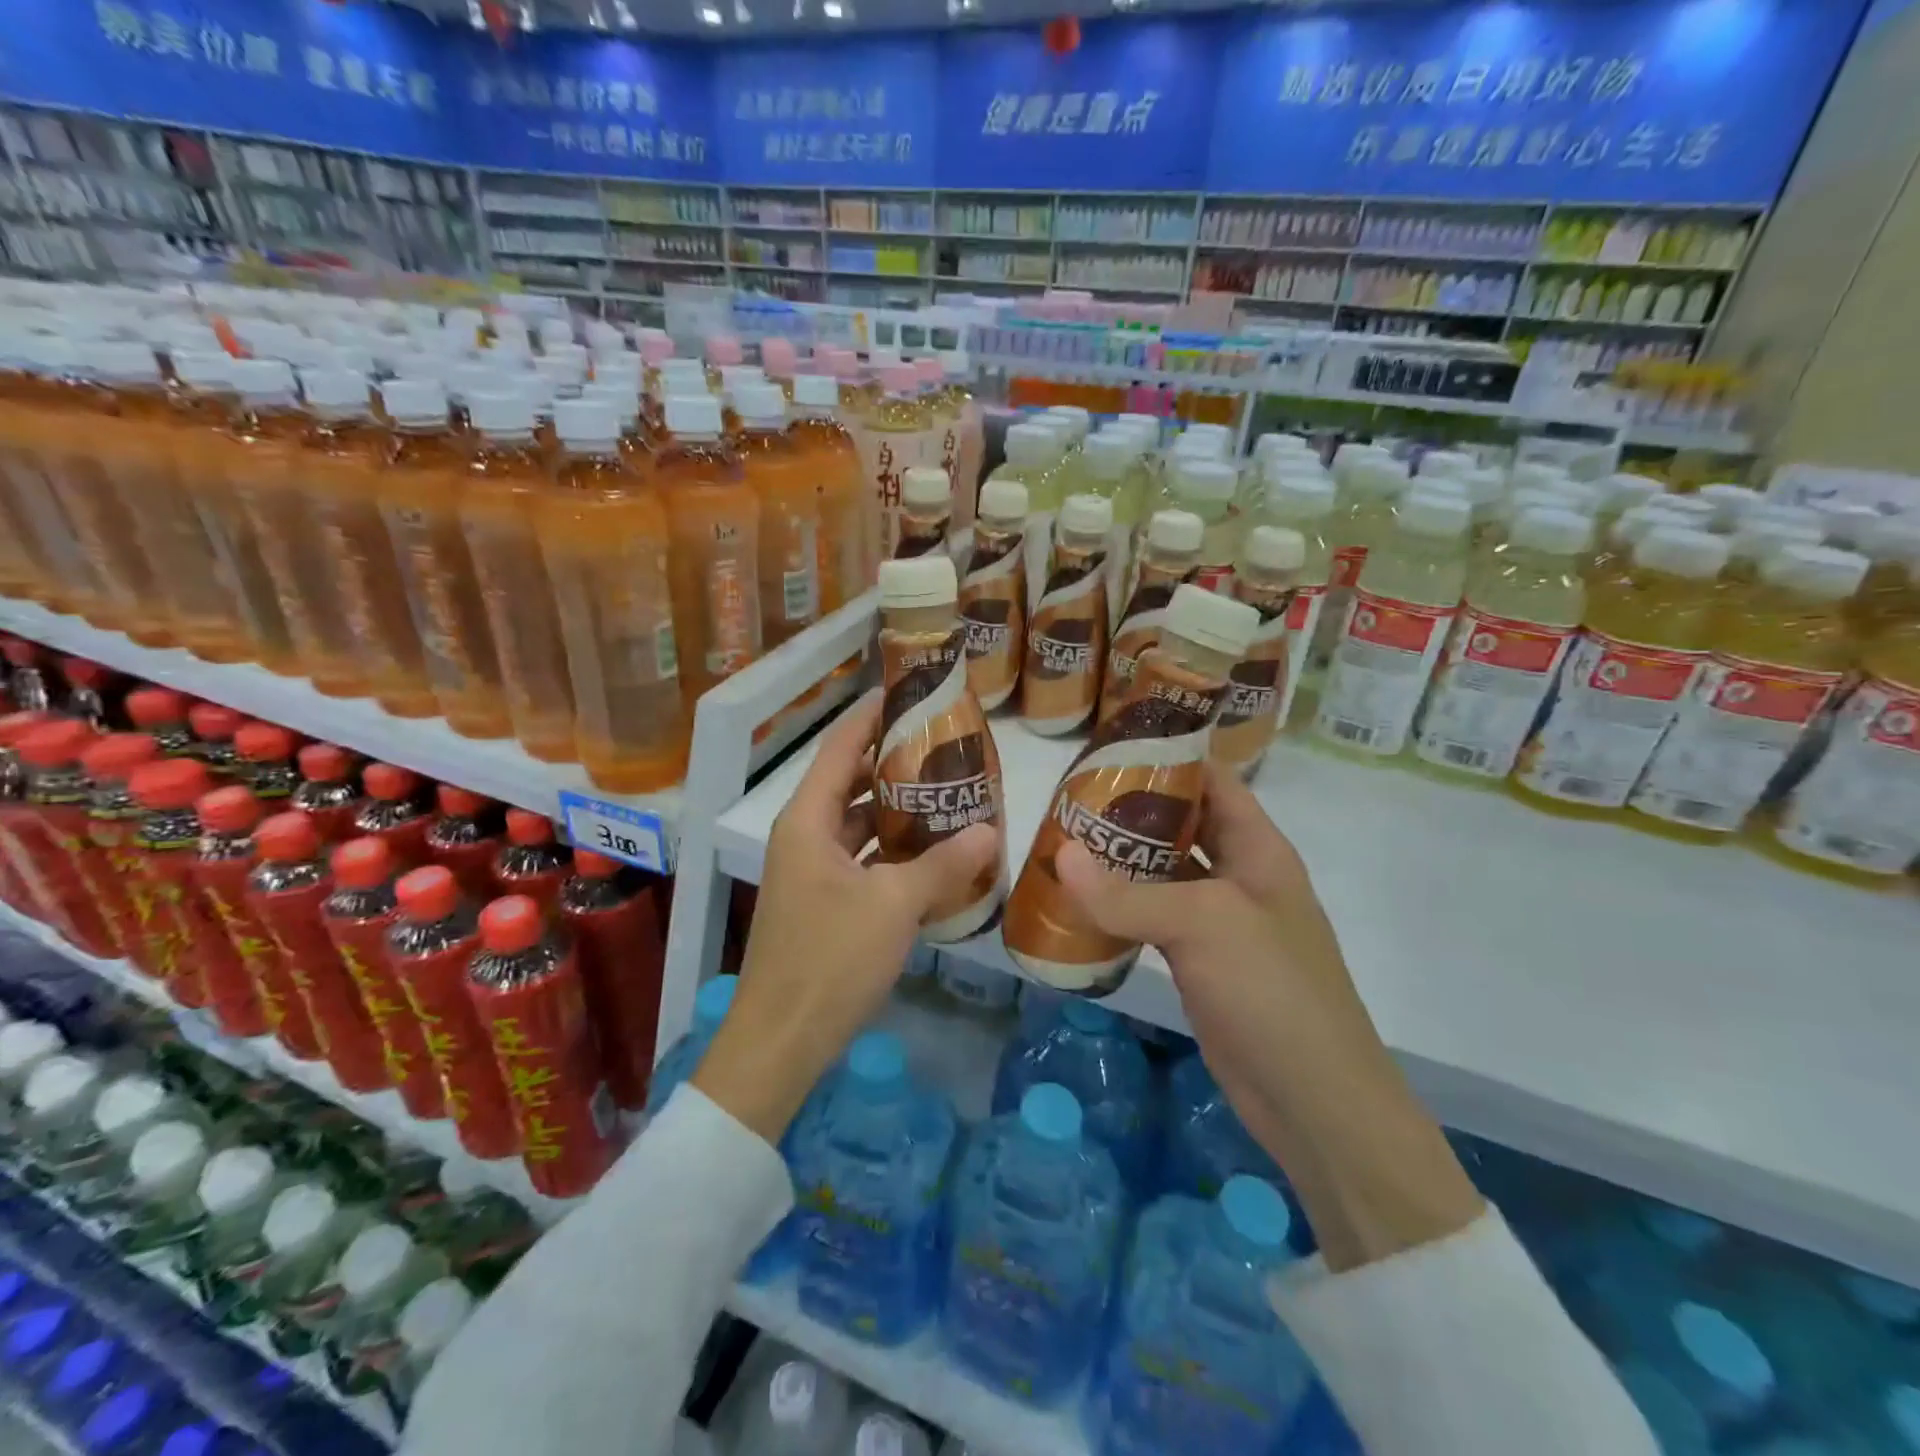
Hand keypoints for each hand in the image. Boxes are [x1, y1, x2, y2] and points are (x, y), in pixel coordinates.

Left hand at [693, 691, 998, 1145]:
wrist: (782, 1040)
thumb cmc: (830, 959)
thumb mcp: (894, 906)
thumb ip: (943, 865)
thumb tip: (992, 831)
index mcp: (808, 821)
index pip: (840, 747)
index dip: (871, 716)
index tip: (908, 691)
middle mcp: (805, 836)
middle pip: (850, 782)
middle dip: (894, 763)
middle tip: (945, 748)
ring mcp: (812, 872)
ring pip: (858, 823)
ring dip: (897, 810)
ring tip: (948, 794)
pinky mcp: (824, 903)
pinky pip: (862, 859)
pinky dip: (892, 850)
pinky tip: (933, 853)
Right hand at [1055, 761, 1481, 1270]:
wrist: (1314, 1100)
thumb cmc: (1273, 990)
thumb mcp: (1203, 925)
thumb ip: (1128, 893)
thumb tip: (1060, 856)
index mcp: (1258, 848)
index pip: (1212, 781)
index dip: (1168, 757)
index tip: (1107, 747)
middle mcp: (1239, 875)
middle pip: (1181, 825)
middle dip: (1130, 810)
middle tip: (1068, 798)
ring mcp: (1218, 921)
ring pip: (1162, 874)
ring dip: (1118, 860)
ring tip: (1061, 841)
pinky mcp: (1198, 961)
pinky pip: (1152, 919)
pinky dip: (1119, 908)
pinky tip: (1077, 902)